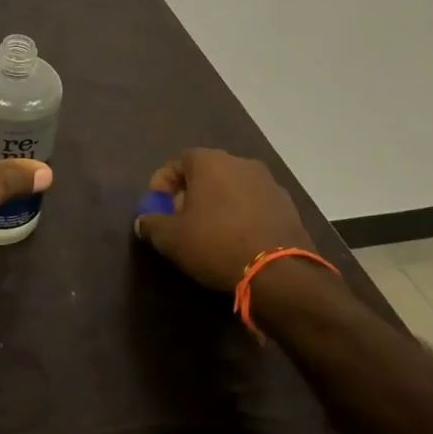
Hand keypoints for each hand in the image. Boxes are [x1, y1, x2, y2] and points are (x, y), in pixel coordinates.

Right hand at [133, 149, 313, 293]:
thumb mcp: (171, 238)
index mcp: (210, 162)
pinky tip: (238, 238)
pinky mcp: (288, 205)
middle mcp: (240, 163)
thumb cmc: (216, 244)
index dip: (164, 181)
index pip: (178, 161)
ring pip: (233, 186)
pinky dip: (242, 214)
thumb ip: (151, 224)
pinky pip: (255, 203)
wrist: (280, 273)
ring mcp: (269, 183)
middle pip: (207, 171)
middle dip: (191, 191)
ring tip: (211, 230)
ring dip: (219, 202)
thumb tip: (144, 221)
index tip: (158, 204)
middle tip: (182, 217)